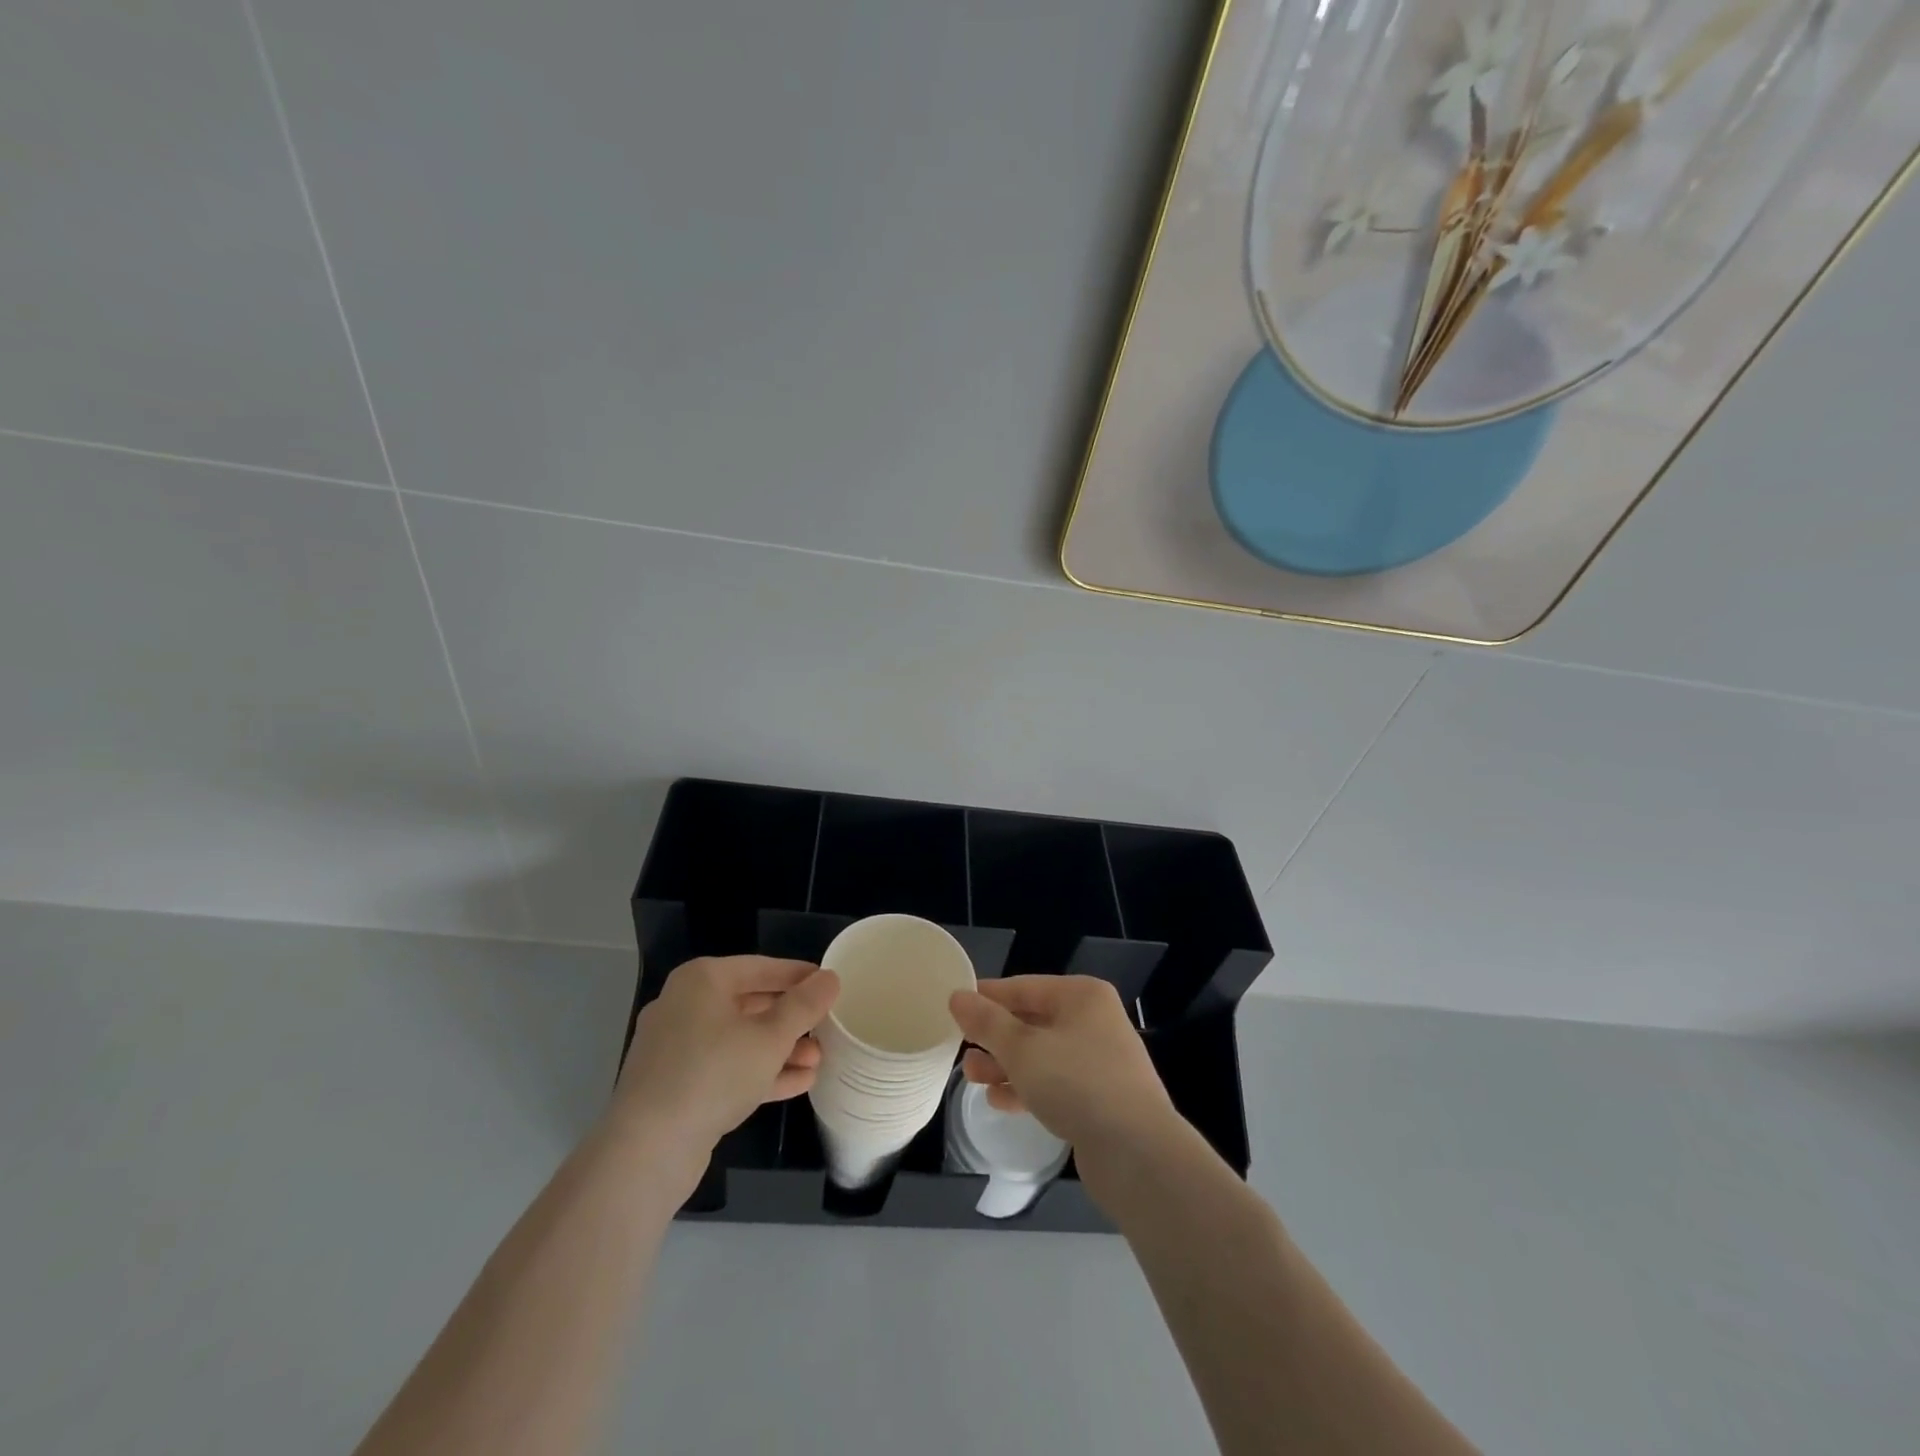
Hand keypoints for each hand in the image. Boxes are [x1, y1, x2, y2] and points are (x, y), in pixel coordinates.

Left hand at [615, 957, 838, 1176]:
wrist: (647, 1150)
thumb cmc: (713, 1074)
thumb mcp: (771, 1037)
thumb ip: (804, 1005)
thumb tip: (830, 978)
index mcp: (702, 981)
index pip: (761, 967)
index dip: (798, 975)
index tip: (830, 983)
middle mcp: (684, 1006)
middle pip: (750, 1003)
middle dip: (791, 1019)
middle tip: (827, 1026)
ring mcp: (677, 1049)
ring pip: (739, 1039)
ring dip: (780, 1049)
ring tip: (818, 1060)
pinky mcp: (676, 1086)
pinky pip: (726, 1068)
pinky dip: (759, 1072)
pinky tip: (799, 1083)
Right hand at [948, 975, 1175, 1163]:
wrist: (1138, 1153)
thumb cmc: (1077, 1083)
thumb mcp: (1022, 1049)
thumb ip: (987, 1022)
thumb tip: (958, 996)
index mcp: (1081, 996)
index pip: (1023, 987)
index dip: (987, 997)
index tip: (954, 1009)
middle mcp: (1093, 1021)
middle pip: (1032, 1021)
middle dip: (995, 1037)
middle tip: (959, 1048)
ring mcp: (1100, 1060)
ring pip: (1042, 1054)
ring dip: (1006, 1064)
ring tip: (970, 1077)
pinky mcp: (1100, 1098)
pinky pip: (1055, 1083)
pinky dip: (1027, 1087)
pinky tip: (999, 1101)